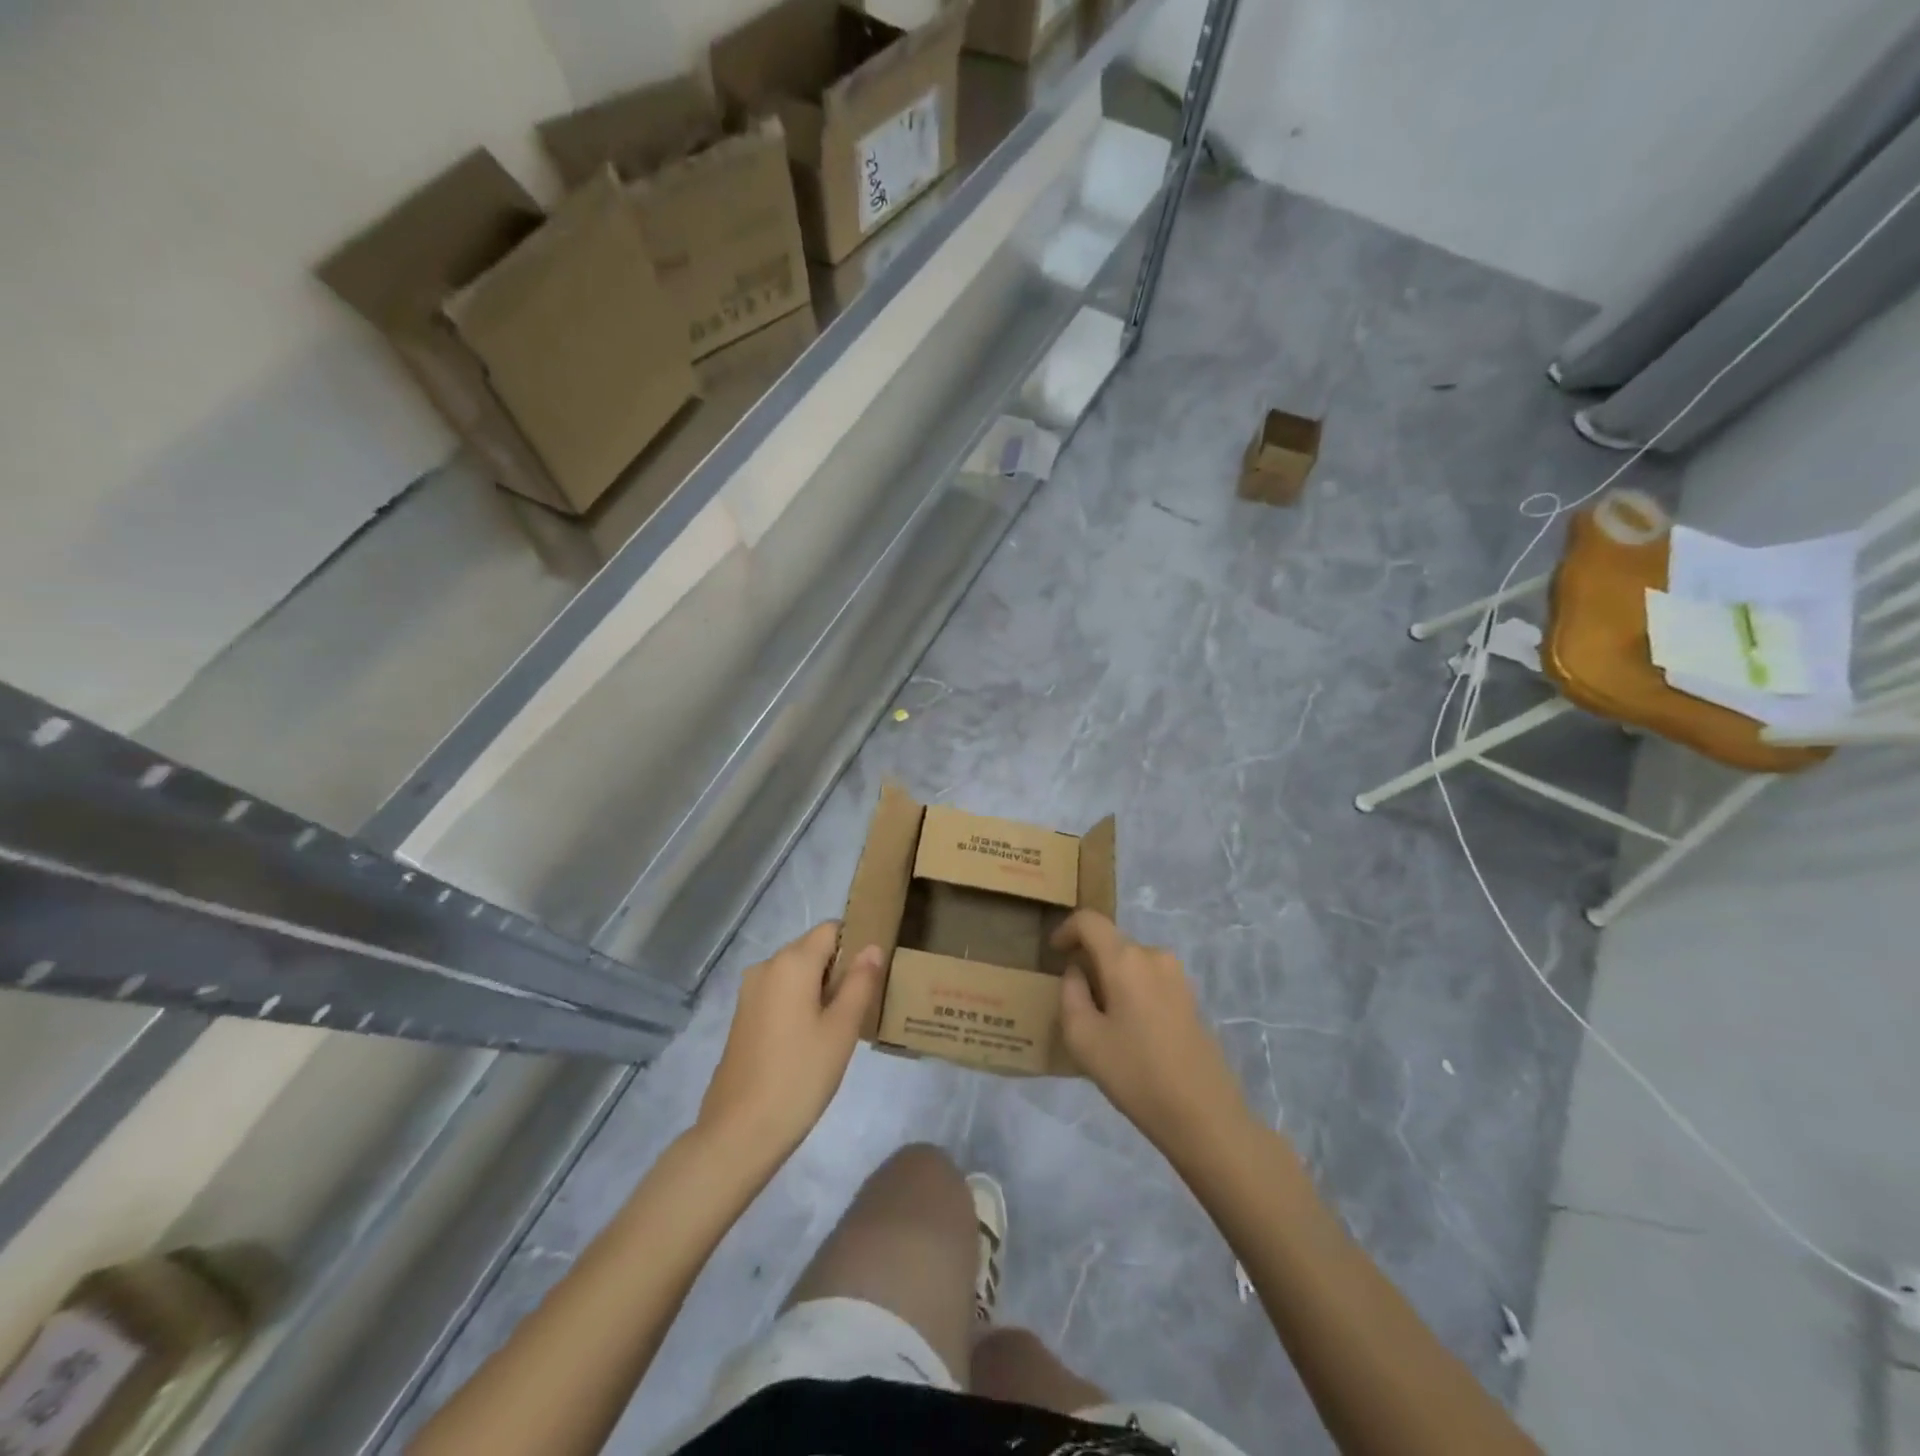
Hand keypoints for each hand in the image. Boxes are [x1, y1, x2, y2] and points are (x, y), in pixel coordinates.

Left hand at [698, 923, 884, 1160]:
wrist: (739, 1132)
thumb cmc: (799, 1076)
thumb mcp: (842, 1029)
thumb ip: (860, 982)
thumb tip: (872, 947)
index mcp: (791, 962)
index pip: (831, 929)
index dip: (856, 943)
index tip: (875, 973)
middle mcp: (766, 966)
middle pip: (813, 949)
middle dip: (840, 967)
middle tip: (865, 1002)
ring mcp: (750, 992)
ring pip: (797, 973)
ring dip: (821, 987)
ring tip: (843, 1023)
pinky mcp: (743, 1016)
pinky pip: (780, 993)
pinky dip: (801, 1002)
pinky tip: (814, 1038)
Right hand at [1054, 911, 1255, 1158]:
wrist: (1204, 1114)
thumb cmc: (1135, 1073)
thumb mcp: (1082, 1038)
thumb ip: (1070, 994)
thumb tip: (1077, 972)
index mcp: (1125, 959)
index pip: (1089, 921)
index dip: (1066, 930)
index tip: (1053, 953)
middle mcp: (1154, 955)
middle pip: (1111, 943)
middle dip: (1088, 962)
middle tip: (1072, 1000)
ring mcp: (1177, 975)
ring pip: (1130, 963)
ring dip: (1110, 979)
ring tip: (1099, 1021)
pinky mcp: (1190, 997)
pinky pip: (1149, 980)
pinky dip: (1130, 992)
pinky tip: (1127, 1032)